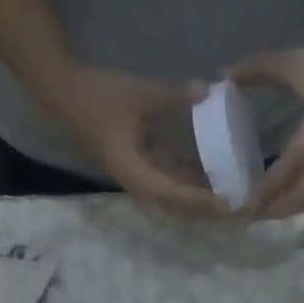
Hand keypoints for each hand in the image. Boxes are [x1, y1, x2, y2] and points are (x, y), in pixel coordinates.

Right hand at [52, 63, 225, 219]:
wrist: (66, 95)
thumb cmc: (100, 96)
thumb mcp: (139, 93)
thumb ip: (173, 95)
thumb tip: (207, 91)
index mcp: (139, 176)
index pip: (179, 196)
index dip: (205, 201)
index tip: (229, 204)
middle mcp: (142, 187)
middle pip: (181, 209)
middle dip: (208, 212)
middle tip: (237, 210)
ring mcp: (141, 180)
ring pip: (177, 202)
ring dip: (201, 203)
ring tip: (229, 200)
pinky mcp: (141, 170)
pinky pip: (171, 185)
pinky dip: (190, 186)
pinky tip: (211, 180)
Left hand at [225, 38, 303, 218]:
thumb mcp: (291, 62)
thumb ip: (256, 70)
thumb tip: (221, 75)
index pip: (293, 163)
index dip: (271, 185)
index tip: (248, 200)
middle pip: (303, 193)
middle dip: (275, 208)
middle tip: (248, 213)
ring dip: (285, 211)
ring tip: (259, 215)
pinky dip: (296, 205)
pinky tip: (278, 208)